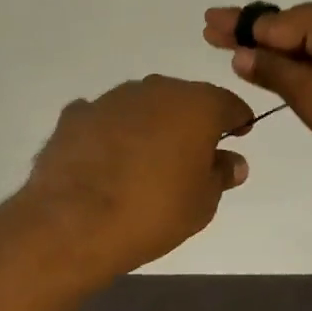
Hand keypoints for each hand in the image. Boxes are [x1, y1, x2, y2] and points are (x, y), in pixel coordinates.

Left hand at [0, 76, 255, 293]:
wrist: (73, 221)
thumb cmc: (153, 211)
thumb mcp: (202, 203)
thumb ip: (221, 174)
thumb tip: (232, 161)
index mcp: (195, 104)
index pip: (228, 102)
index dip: (237, 119)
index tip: (238, 135)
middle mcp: (155, 89)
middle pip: (183, 99)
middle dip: (190, 121)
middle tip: (192, 154)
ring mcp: (112, 98)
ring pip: (142, 104)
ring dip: (149, 124)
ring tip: (146, 161)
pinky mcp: (76, 114)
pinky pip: (104, 118)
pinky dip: (111, 133)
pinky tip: (106, 160)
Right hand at [203, 0, 311, 195]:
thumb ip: (275, 72)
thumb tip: (241, 53)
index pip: (278, 23)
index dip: (240, 27)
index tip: (208, 22)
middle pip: (293, 25)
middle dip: (255, 35)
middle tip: (212, 30)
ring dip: (279, 51)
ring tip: (237, 51)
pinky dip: (306, 60)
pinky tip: (281, 66)